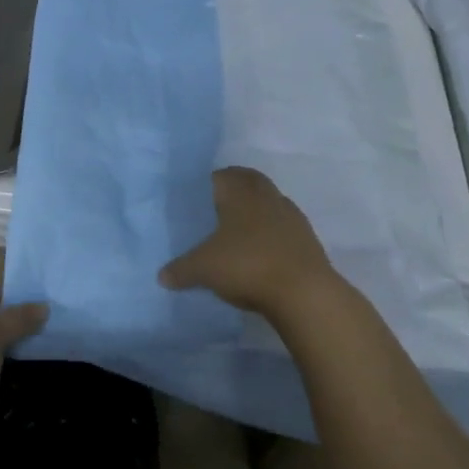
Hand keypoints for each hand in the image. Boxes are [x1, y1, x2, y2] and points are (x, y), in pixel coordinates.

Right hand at [160, 167, 342, 319]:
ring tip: (236, 232)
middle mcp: (267, 197)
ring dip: (255, 212)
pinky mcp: (307, 240)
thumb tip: (161, 276)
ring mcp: (291, 217)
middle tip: (215, 208)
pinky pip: (282, 228)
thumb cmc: (246, 266)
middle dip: (234, 191)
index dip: (208, 183)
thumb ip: (180, 270)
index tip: (196, 197)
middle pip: (249, 182)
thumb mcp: (202, 269)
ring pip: (269, 204)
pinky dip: (270, 235)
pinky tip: (258, 253)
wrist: (304, 293)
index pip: (222, 175)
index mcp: (240, 194)